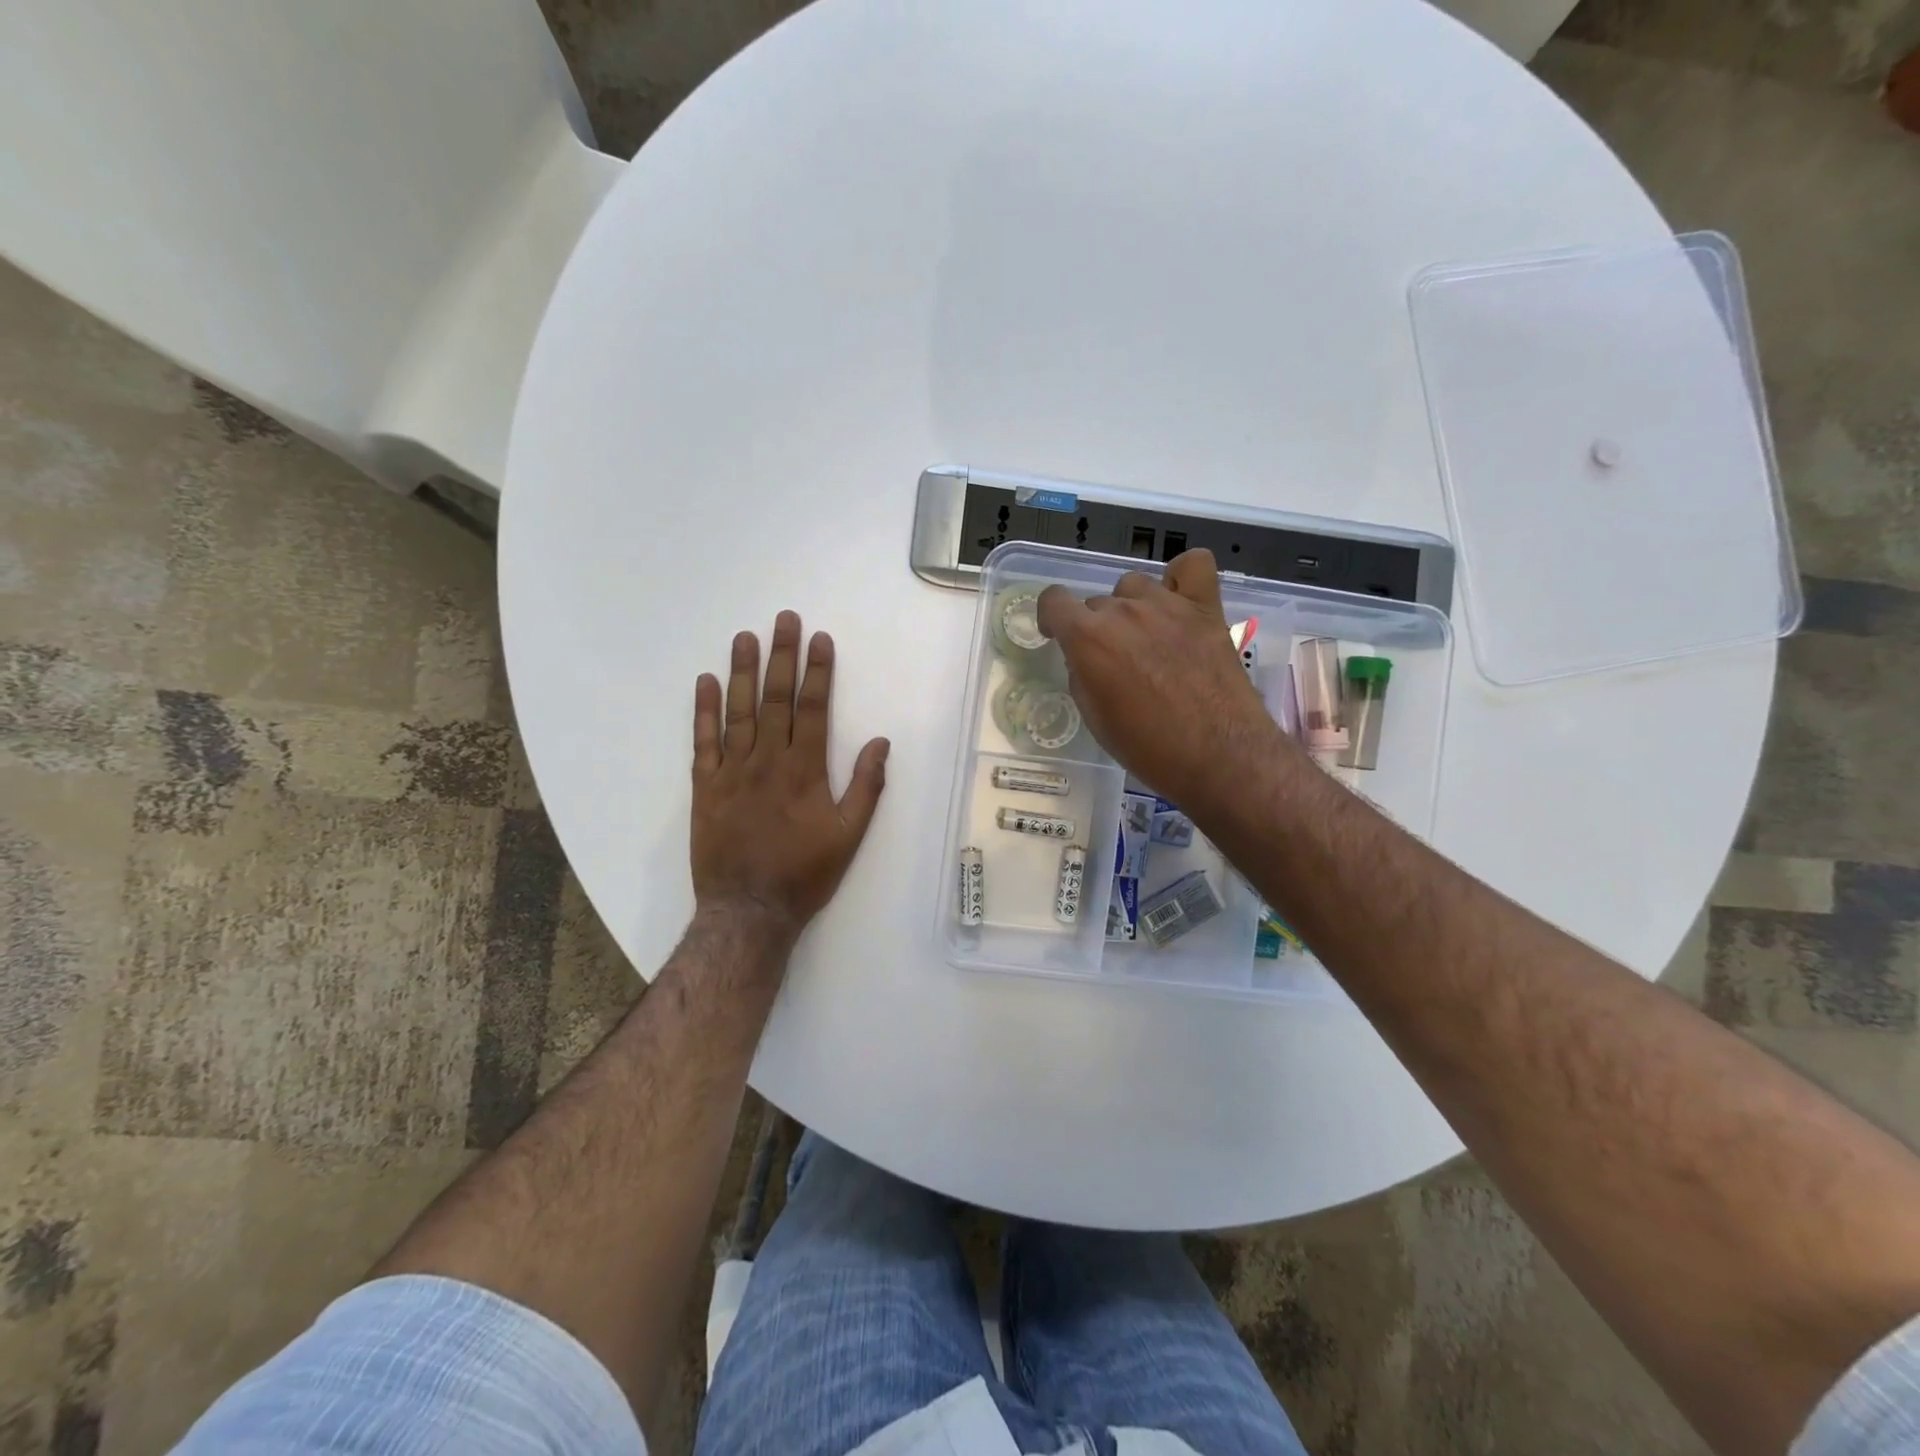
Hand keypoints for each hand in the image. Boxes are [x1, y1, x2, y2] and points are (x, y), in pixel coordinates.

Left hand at [691, 611, 889, 942]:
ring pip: (739, 711)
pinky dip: (704, 710)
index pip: (812, 708)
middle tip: (784, 619)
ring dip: (743, 671)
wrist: (748, 911)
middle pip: (776, 698)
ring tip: (745, 637)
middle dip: (782, 656)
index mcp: (805, 770)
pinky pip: (703, 741)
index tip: (820, 639)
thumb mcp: (849, 836)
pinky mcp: (705, 787)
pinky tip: (706, 681)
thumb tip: (880, 742)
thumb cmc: (805, 874)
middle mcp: (767, 760)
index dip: (818, 671)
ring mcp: (732, 771)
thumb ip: (866, 787)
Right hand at [1037, 550, 1291, 811]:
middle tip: (1114, 661)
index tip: (1058, 636)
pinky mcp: (1206, 608)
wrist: (1217, 755)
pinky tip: (1179, 601)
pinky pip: (1193, 565)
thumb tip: (1087, 659)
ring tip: (1147, 637)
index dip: (1051, 618)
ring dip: (1133, 606)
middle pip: (1097, 602)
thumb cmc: (1148, 748)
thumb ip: (1083, 676)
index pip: (1054, 601)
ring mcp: (1168, 604)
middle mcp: (1124, 611)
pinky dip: (1181, 577)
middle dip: (1097, 627)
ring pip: (1135, 585)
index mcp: (1089, 638)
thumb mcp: (1095, 718)